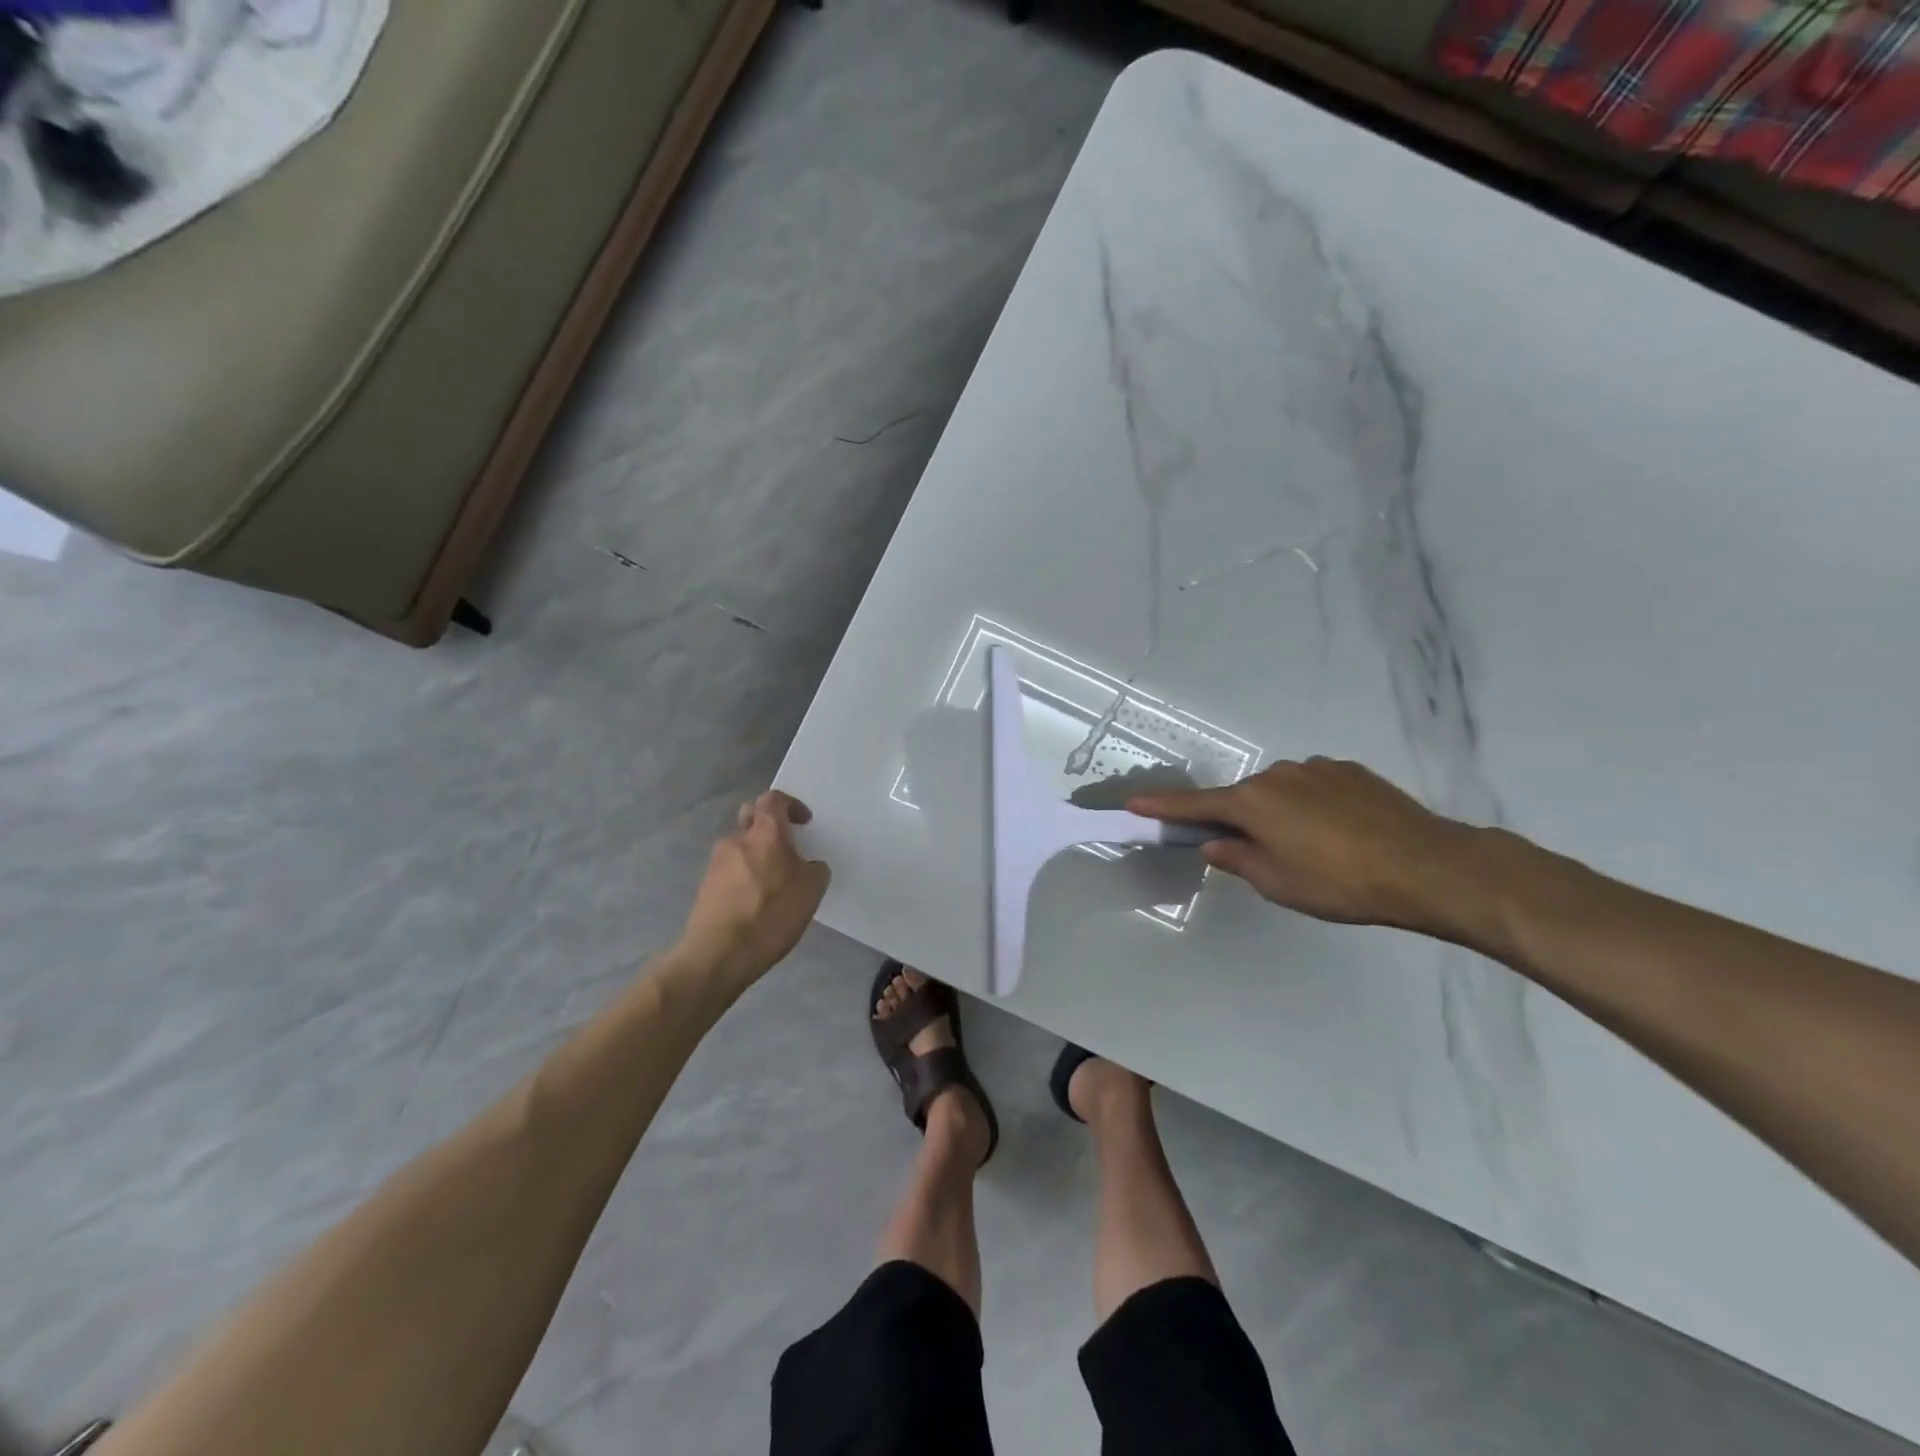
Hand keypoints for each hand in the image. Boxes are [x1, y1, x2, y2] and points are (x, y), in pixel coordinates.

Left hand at [678, 791, 830, 988]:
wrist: (718, 954)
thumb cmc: (771, 915)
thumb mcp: (811, 891)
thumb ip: (814, 869)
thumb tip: (807, 866)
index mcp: (765, 833)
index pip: (773, 799)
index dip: (791, 805)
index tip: (804, 823)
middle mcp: (736, 840)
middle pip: (750, 816)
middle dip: (768, 824)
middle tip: (786, 846)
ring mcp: (716, 864)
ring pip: (739, 846)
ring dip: (756, 854)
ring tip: (772, 882)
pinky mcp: (705, 887)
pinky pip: (729, 870)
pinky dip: (744, 876)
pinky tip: (755, 902)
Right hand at [1130, 758, 1480, 933]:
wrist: (1426, 865)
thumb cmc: (1339, 882)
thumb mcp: (1277, 883)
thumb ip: (1237, 859)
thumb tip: (1215, 842)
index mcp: (1253, 802)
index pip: (1195, 805)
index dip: (1162, 806)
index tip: (1133, 802)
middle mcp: (1278, 775)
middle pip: (1243, 798)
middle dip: (1241, 822)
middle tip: (1260, 856)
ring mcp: (1317, 769)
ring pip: (1281, 792)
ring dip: (1281, 814)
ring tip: (1315, 850)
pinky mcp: (1350, 771)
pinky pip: (1315, 787)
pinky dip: (1313, 807)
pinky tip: (1341, 833)